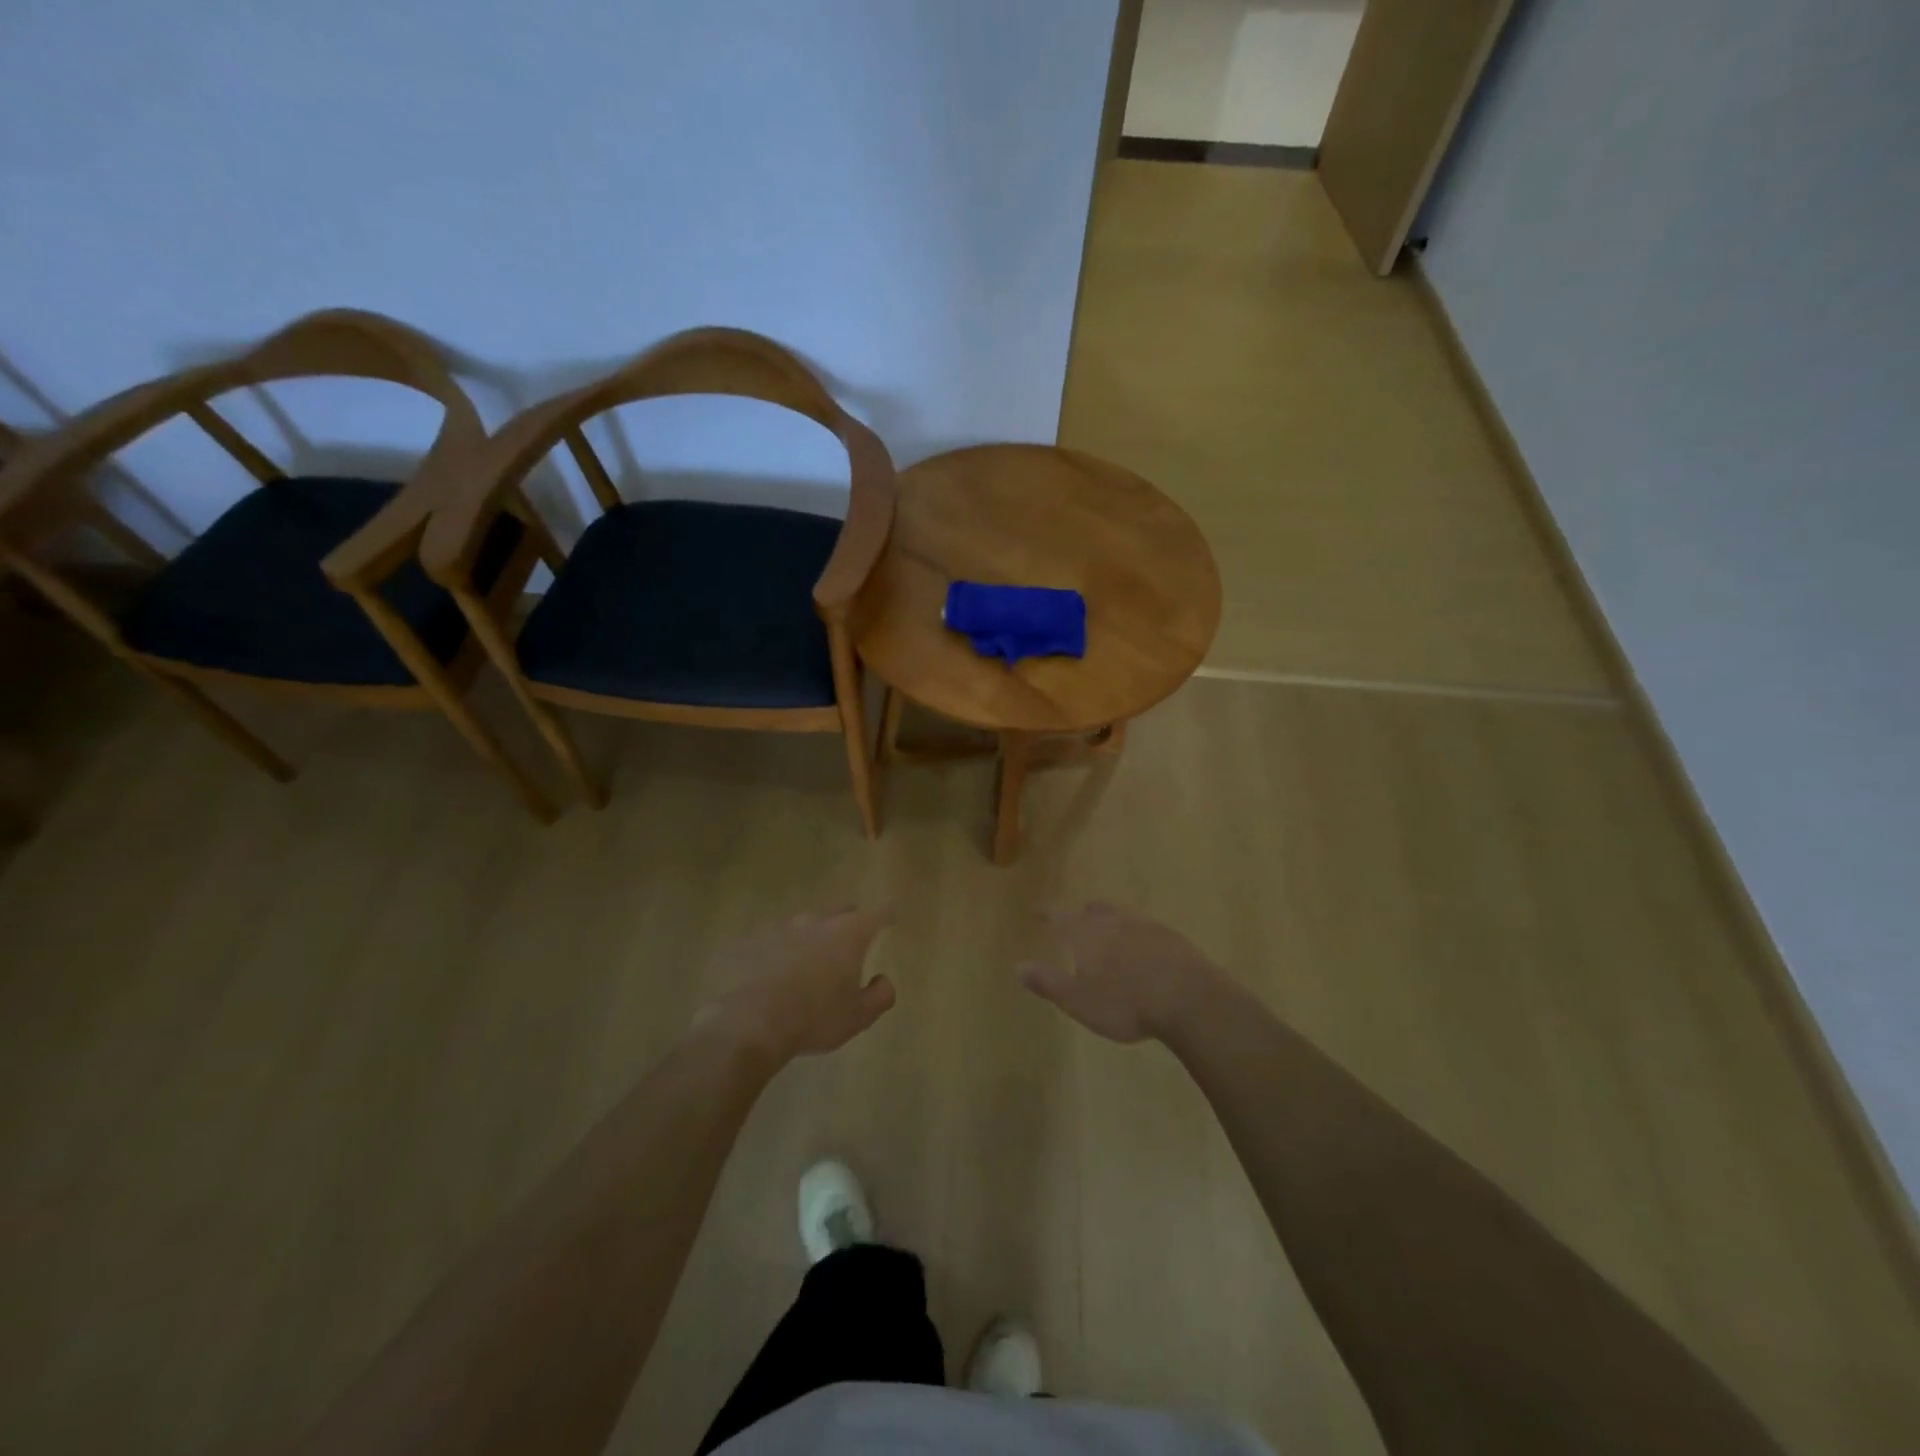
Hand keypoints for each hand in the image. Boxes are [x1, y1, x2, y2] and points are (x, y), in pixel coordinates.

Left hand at [701, 908, 895, 1064]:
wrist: (749, 1022)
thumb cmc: (814, 1017)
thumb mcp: (858, 1016)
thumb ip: (880, 995)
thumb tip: (884, 980)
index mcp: (848, 933)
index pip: (877, 915)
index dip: (888, 914)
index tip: (892, 916)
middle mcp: (817, 920)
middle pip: (840, 912)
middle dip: (849, 923)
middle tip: (850, 944)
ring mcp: (781, 926)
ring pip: (805, 925)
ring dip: (811, 938)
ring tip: (808, 964)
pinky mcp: (751, 939)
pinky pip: (773, 940)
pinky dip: (780, 950)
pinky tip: (774, 973)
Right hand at [1019, 902, 1222, 1043]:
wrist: (1188, 998)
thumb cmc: (1125, 1003)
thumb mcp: (1079, 1001)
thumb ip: (1048, 982)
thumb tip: (1018, 966)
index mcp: (1087, 934)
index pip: (1060, 917)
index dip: (1046, 913)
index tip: (1036, 911)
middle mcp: (1114, 922)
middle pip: (1093, 911)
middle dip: (1081, 914)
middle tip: (1075, 919)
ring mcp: (1146, 926)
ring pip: (1122, 914)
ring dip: (1111, 918)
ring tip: (1108, 927)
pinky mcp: (1172, 938)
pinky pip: (1147, 927)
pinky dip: (1137, 932)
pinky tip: (1143, 945)